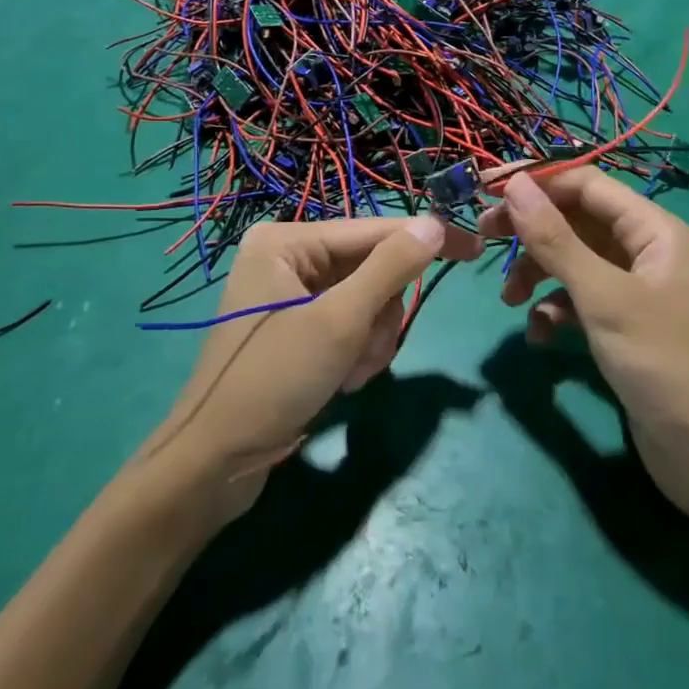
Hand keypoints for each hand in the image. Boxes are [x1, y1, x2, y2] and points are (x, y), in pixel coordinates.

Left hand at [139, 216, 478, 522]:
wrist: (214, 464)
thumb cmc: (273, 380)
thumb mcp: (338, 322)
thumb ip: (389, 268)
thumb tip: (434, 224)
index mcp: (286, 240)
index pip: (373, 230)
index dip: (424, 240)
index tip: (475, 248)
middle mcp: (286, 257)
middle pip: (370, 268)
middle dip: (378, 315)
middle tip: (364, 352)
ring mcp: (289, 294)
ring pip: (365, 300)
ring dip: (369, 340)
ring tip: (348, 374)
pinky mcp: (296, 327)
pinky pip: (348, 323)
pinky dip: (355, 351)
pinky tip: (340, 381)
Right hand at [479, 168, 688, 523]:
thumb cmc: (660, 361)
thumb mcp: (602, 296)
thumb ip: (555, 239)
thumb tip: (515, 184)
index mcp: (652, 229)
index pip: (586, 184)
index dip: (538, 182)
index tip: (488, 191)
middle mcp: (643, 250)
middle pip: (575, 220)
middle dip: (531, 230)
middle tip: (483, 236)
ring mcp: (632, 288)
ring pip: (571, 260)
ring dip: (537, 273)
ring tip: (509, 300)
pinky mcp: (620, 323)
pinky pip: (577, 298)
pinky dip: (553, 309)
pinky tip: (540, 335)